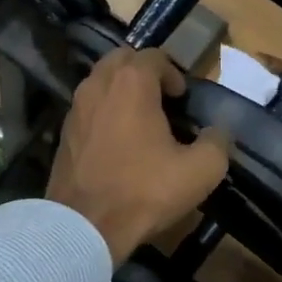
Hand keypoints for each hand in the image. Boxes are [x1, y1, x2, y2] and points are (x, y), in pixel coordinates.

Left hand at [46, 48, 232, 264]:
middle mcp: (98, 85)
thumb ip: (217, 143)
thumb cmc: (144, 191)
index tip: (183, 98)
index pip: (153, 56)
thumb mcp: (200, 171)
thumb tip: (218, 132)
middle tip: (161, 99)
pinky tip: (117, 141)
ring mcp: (75, 109)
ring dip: (120, 91)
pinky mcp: (63, 134)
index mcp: (131, 83)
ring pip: (100, 83)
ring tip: (140, 119)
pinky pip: (87, 109)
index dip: (173, 72)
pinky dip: (103, 113)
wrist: (85, 226)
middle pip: (121, 60)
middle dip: (142, 72)